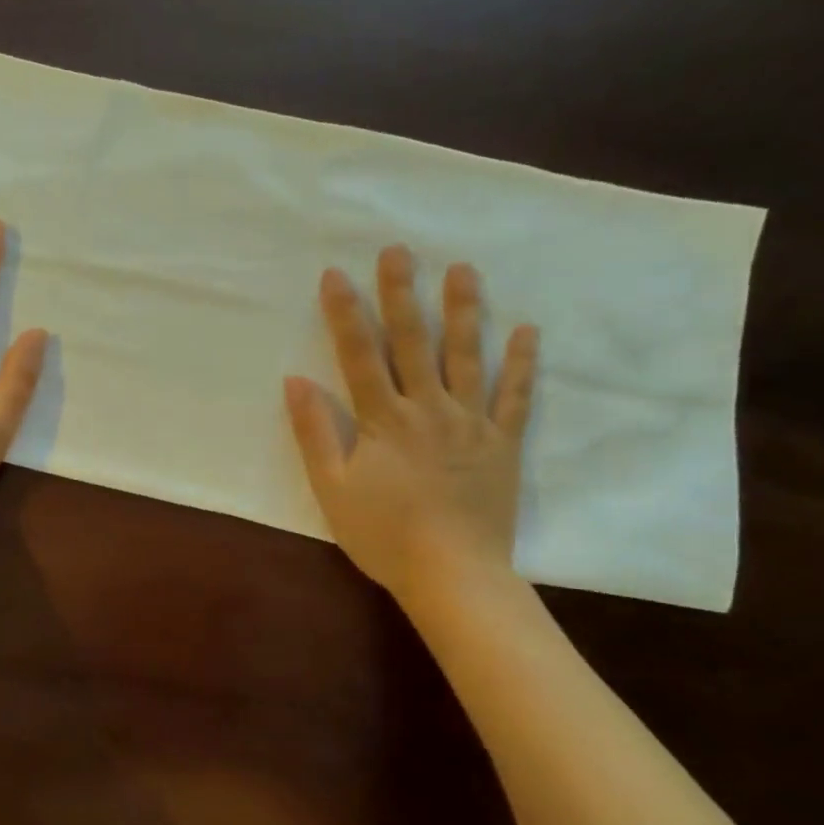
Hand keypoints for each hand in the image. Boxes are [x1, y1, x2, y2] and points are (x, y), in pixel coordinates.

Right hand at [285, 247, 537, 602]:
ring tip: (463, 270)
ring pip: (467, 357)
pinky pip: (516, 397)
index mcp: (384, 420)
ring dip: (464, 311)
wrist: (453, 574)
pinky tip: (527, 331)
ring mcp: (471, 423)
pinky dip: (523, 364)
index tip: (336, 274)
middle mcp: (429, 408)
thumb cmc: (384, 535)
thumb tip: (296, 382)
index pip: (360, 355)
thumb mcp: (333, 489)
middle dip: (402, 294)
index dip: (345, 314)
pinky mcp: (503, 443)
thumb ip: (315, 433)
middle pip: (414, 342)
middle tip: (399, 250)